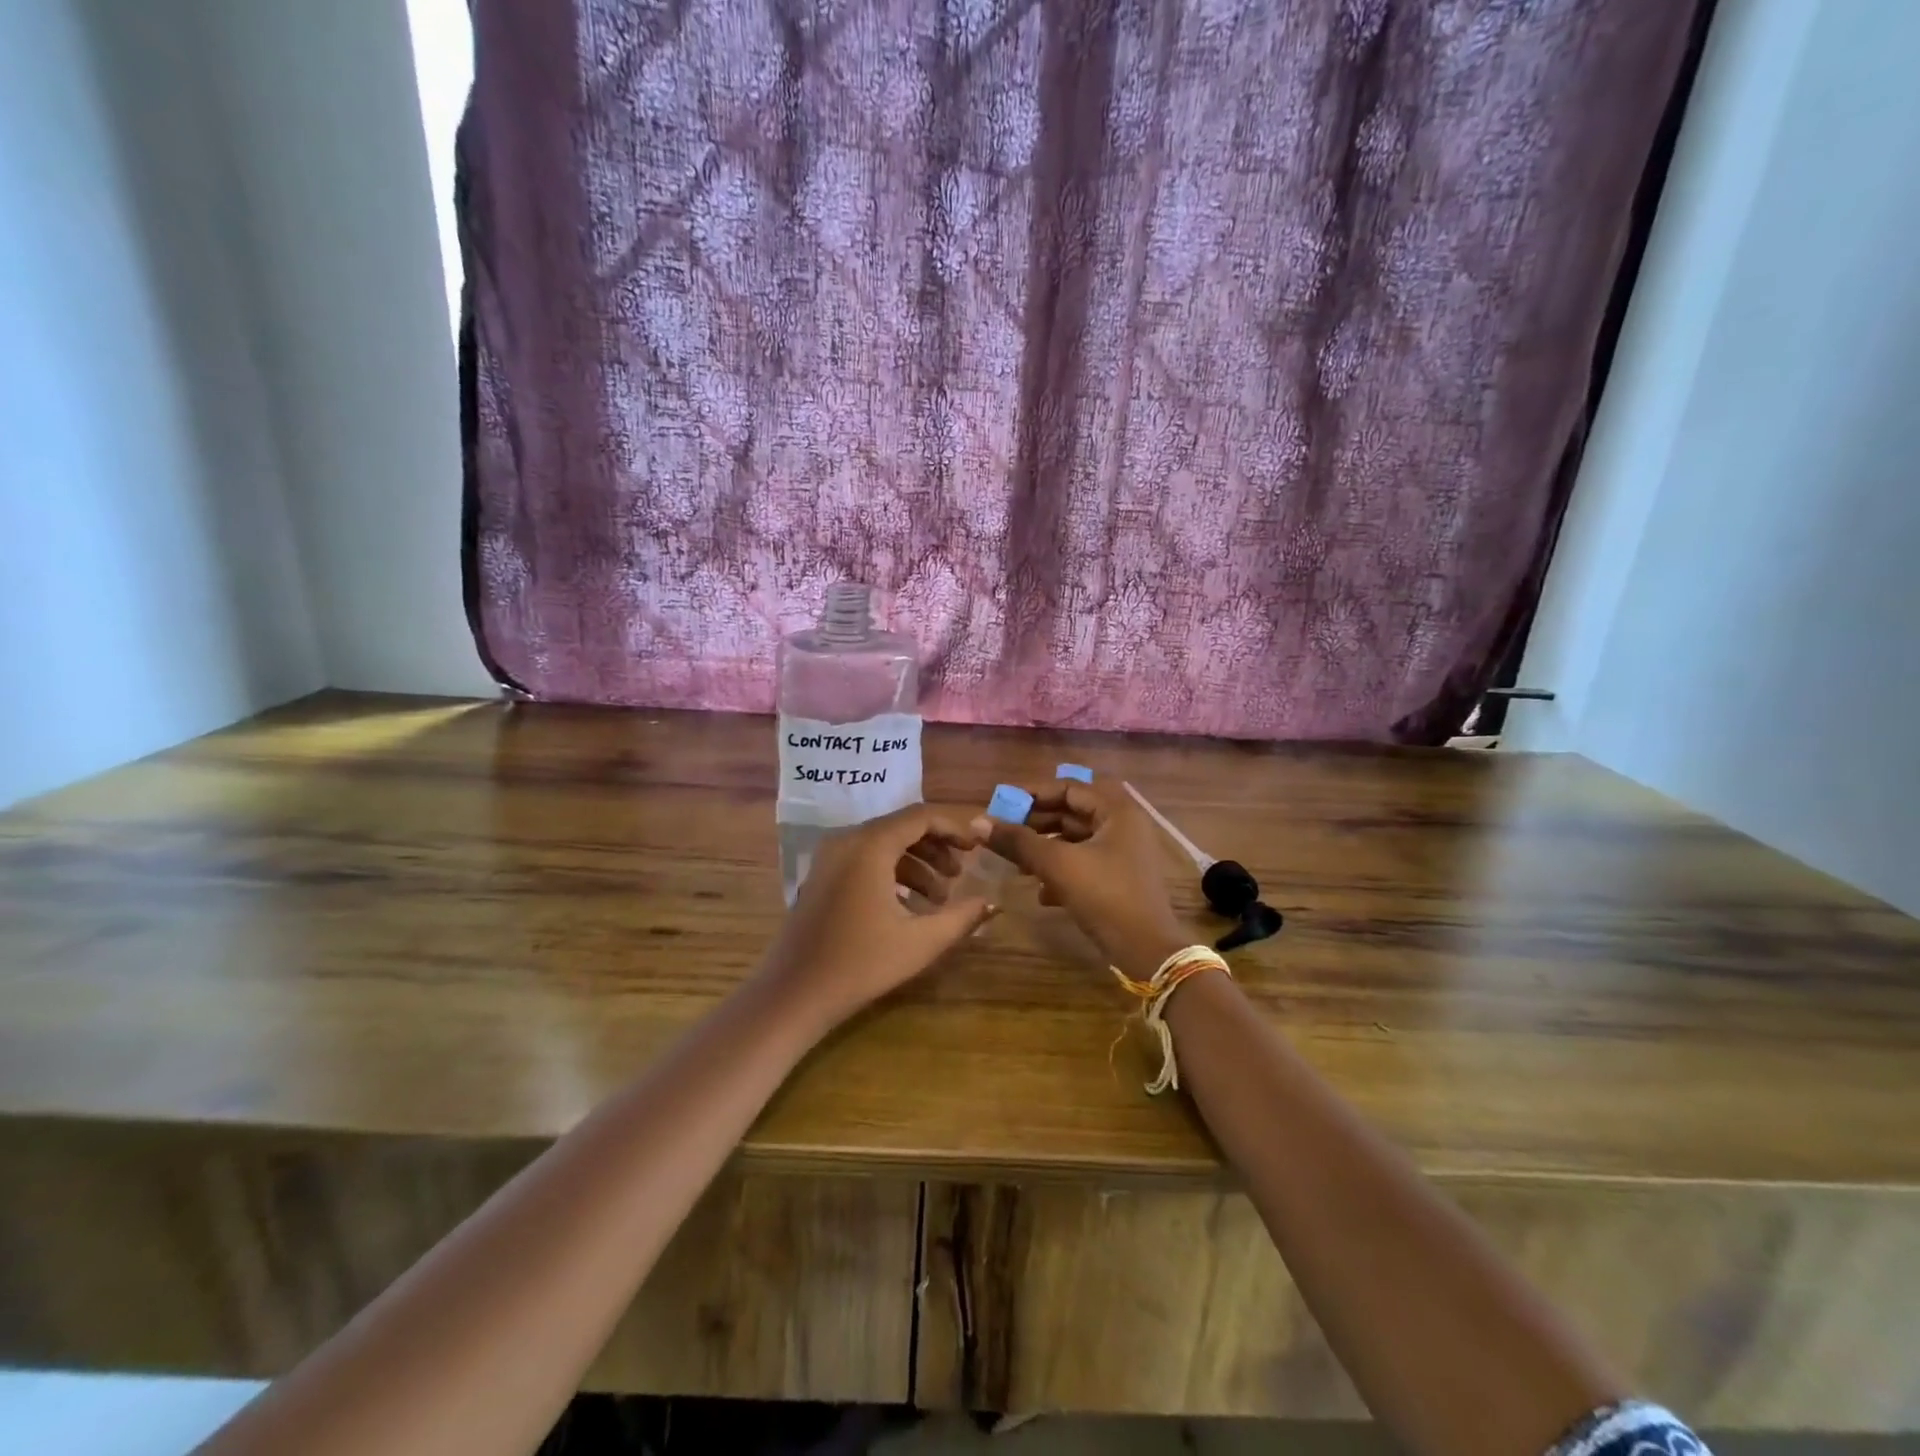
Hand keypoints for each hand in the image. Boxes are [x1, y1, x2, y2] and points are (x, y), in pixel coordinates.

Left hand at [759, 804, 995, 1030]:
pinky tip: (909, 906)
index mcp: (870, 845)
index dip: (953, 828)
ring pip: (883, 844)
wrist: (793, 994)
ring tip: (940, 898)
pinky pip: (864, 860)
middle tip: (961, 875)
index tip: (977, 849)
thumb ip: (962, 917)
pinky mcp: (821, 876)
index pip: (920, 817)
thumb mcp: (920, 942)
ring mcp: (829, 858)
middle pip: (901, 827)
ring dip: (916, 864)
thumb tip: (993, 903)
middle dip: (937, 848)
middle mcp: (847, 840)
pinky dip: (892, 873)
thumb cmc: (861, 964)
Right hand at [976, 781, 1186, 977]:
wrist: (1148, 952)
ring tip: (1015, 864)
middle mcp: (1123, 826)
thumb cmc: (1106, 897)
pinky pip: (1083, 864)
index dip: (1032, 794)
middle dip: (1036, 823)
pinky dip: (1060, 871)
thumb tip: (976, 822)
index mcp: (1117, 811)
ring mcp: (1123, 854)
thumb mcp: (1058, 865)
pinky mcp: (1119, 880)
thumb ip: (1018, 841)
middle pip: (1072, 813)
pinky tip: (1041, 893)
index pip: (1068, 788)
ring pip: (1075, 840)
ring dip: (1044, 849)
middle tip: (1002, 832)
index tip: (1000, 803)